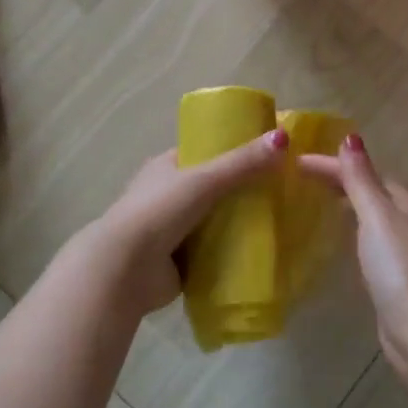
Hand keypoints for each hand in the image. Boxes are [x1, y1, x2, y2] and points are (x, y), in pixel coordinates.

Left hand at [96, 130, 291, 312]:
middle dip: (242, 190)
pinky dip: (232, 251)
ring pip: (214, 220)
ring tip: (278, 220)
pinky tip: (261, 251)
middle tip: (281, 191)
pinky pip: (213, 252)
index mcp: (165, 167)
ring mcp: (171, 230)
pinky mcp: (178, 261)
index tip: (267, 154)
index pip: (204, 152)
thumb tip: (283, 137)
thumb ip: (243, 162)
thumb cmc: (159, 212)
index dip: (233, 151)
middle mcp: (167, 195)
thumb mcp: (204, 180)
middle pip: (213, 188)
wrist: (124, 270)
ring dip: (238, 222)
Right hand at [297, 137, 407, 370]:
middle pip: (370, 189)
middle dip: (340, 179)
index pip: (364, 170)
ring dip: (348, 202)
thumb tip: (350, 138)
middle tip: (303, 178)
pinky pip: (369, 238)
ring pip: (371, 213)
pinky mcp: (396, 273)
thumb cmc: (398, 266)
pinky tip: (341, 239)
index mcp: (406, 199)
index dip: (332, 164)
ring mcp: (404, 247)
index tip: (296, 162)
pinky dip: (353, 229)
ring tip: (318, 200)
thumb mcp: (377, 215)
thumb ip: (361, 179)